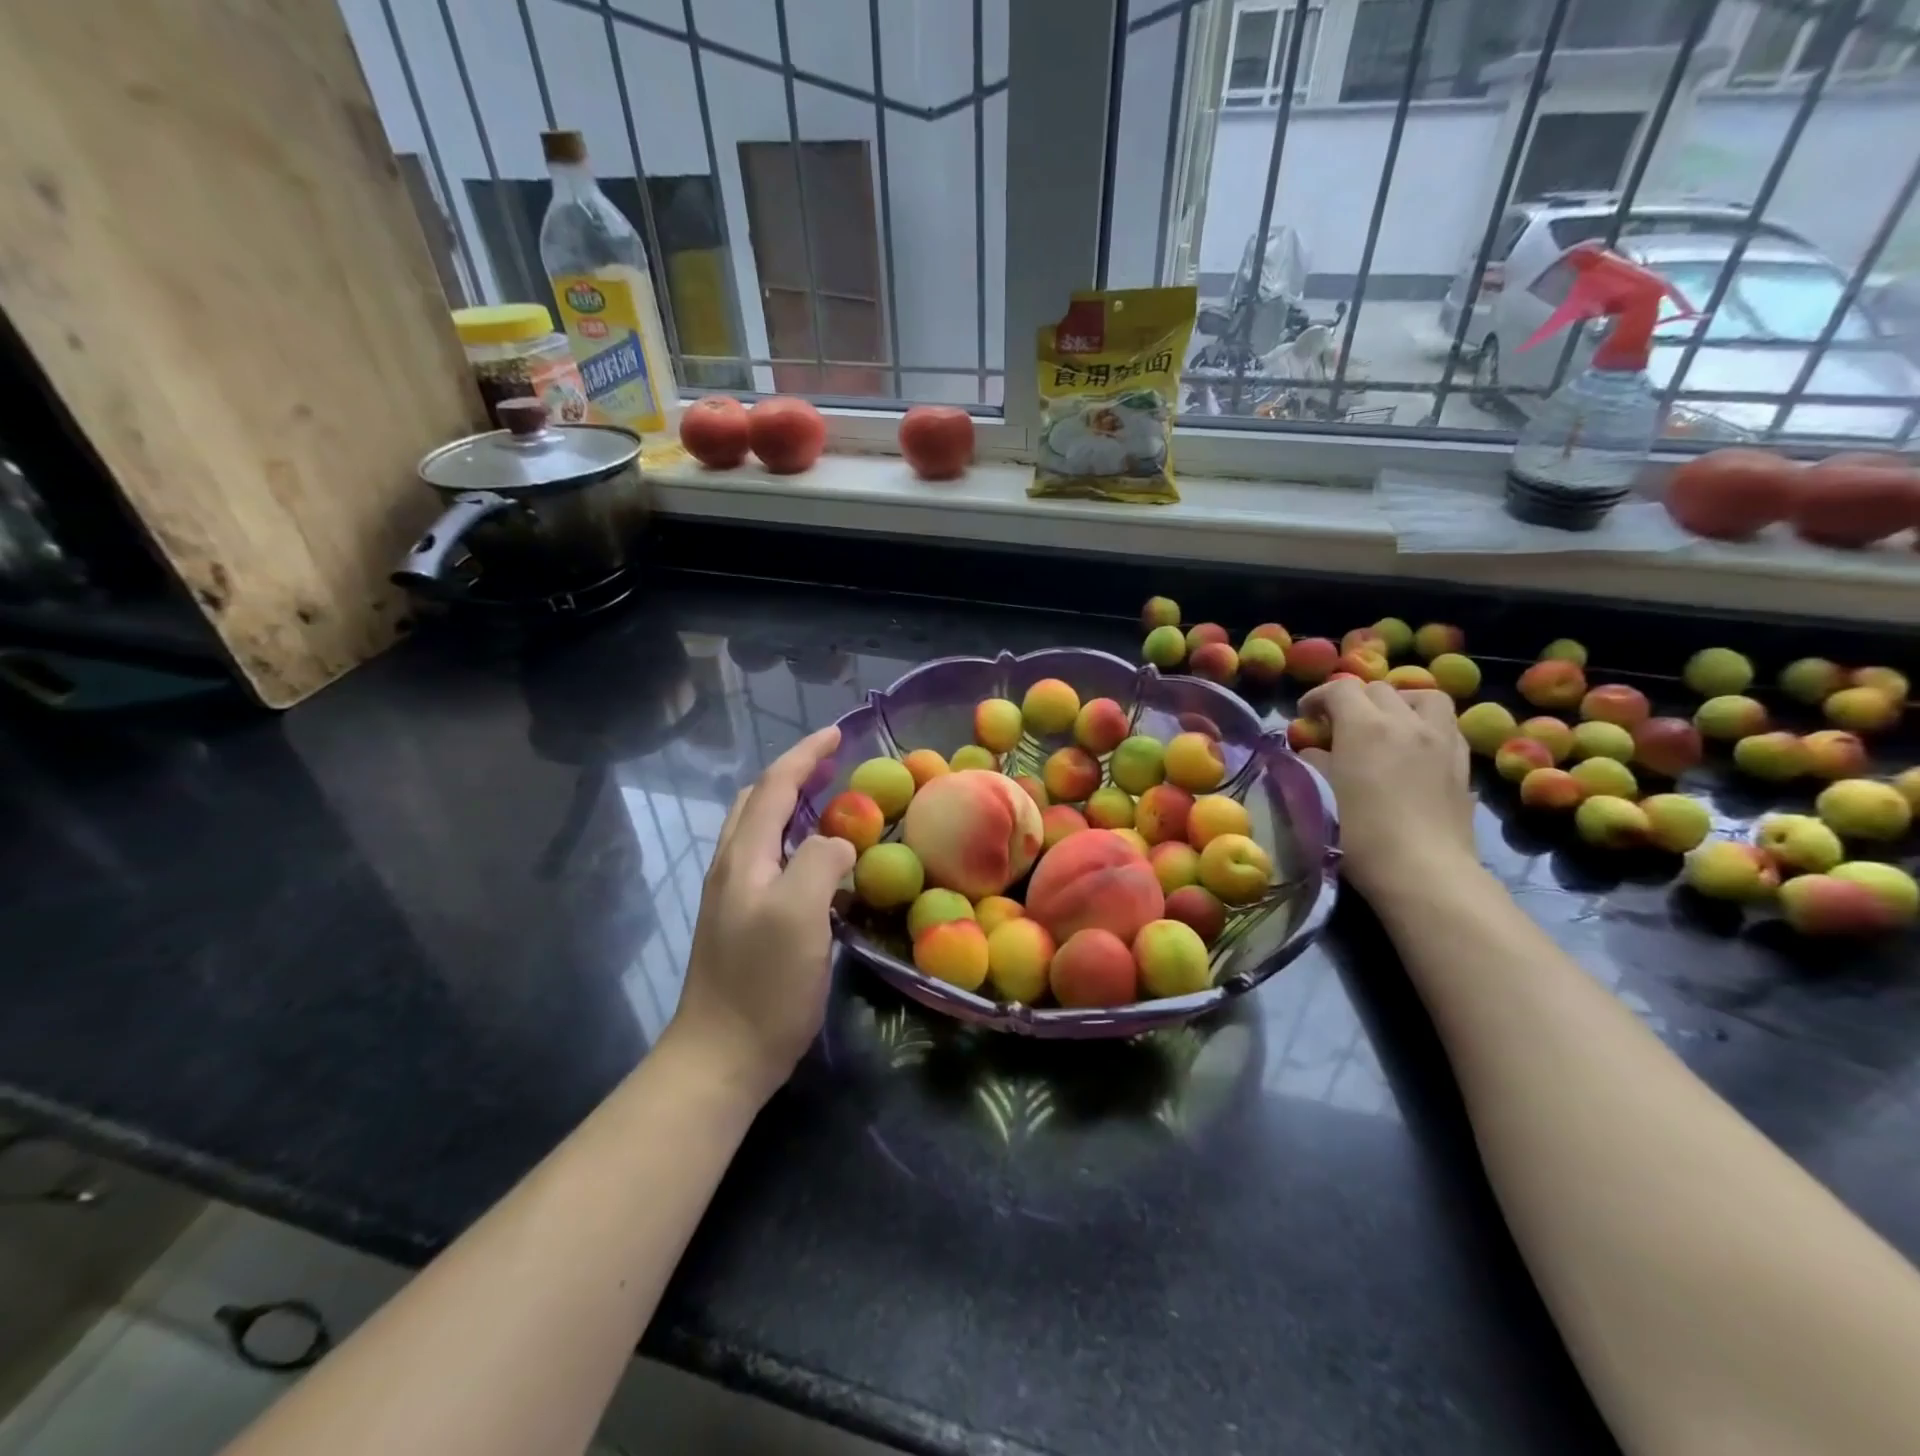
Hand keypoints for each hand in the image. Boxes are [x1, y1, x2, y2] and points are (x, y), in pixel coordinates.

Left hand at [667, 725, 854, 1104]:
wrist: (722, 1056)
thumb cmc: (763, 984)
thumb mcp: (800, 915)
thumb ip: (820, 863)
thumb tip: (838, 842)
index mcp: (744, 857)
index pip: (772, 787)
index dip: (804, 755)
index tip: (837, 734)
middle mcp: (733, 867)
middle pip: (757, 801)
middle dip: (794, 774)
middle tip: (835, 768)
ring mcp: (734, 897)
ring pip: (761, 831)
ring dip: (793, 806)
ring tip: (832, 806)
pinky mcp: (744, 922)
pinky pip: (770, 861)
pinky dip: (795, 842)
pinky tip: (820, 864)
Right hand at [1295, 679, 1476, 901]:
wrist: (1422, 870)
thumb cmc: (1359, 834)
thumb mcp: (1320, 795)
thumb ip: (1315, 763)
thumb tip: (1315, 751)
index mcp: (1364, 726)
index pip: (1340, 689)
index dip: (1317, 697)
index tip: (1306, 717)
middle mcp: (1406, 722)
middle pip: (1379, 689)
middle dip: (1355, 700)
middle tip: (1340, 726)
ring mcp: (1441, 740)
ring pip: (1424, 697)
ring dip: (1400, 703)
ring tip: (1387, 724)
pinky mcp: (1463, 763)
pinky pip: (1446, 726)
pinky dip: (1426, 726)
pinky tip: (1415, 749)